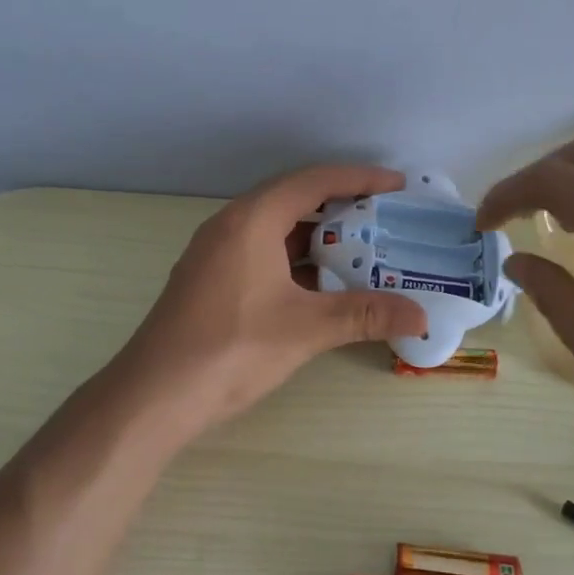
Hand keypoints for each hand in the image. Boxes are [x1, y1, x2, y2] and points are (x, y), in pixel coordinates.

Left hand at [111, 165, 427, 438]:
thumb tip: (420, 316)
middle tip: (385, 217)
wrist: (153, 396)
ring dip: (318, 236)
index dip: (359, 178)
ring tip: (362, 249)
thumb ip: (364, 315)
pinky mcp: (211, 279)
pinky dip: (296, 259)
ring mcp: (216, 252)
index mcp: (252, 220)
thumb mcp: (305, 329)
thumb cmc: (231, 349)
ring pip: (277, 229)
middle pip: (295, 199)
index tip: (397, 184)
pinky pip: (263, 252)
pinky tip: (321, 283)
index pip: (313, 181)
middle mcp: (231, 224)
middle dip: (342, 206)